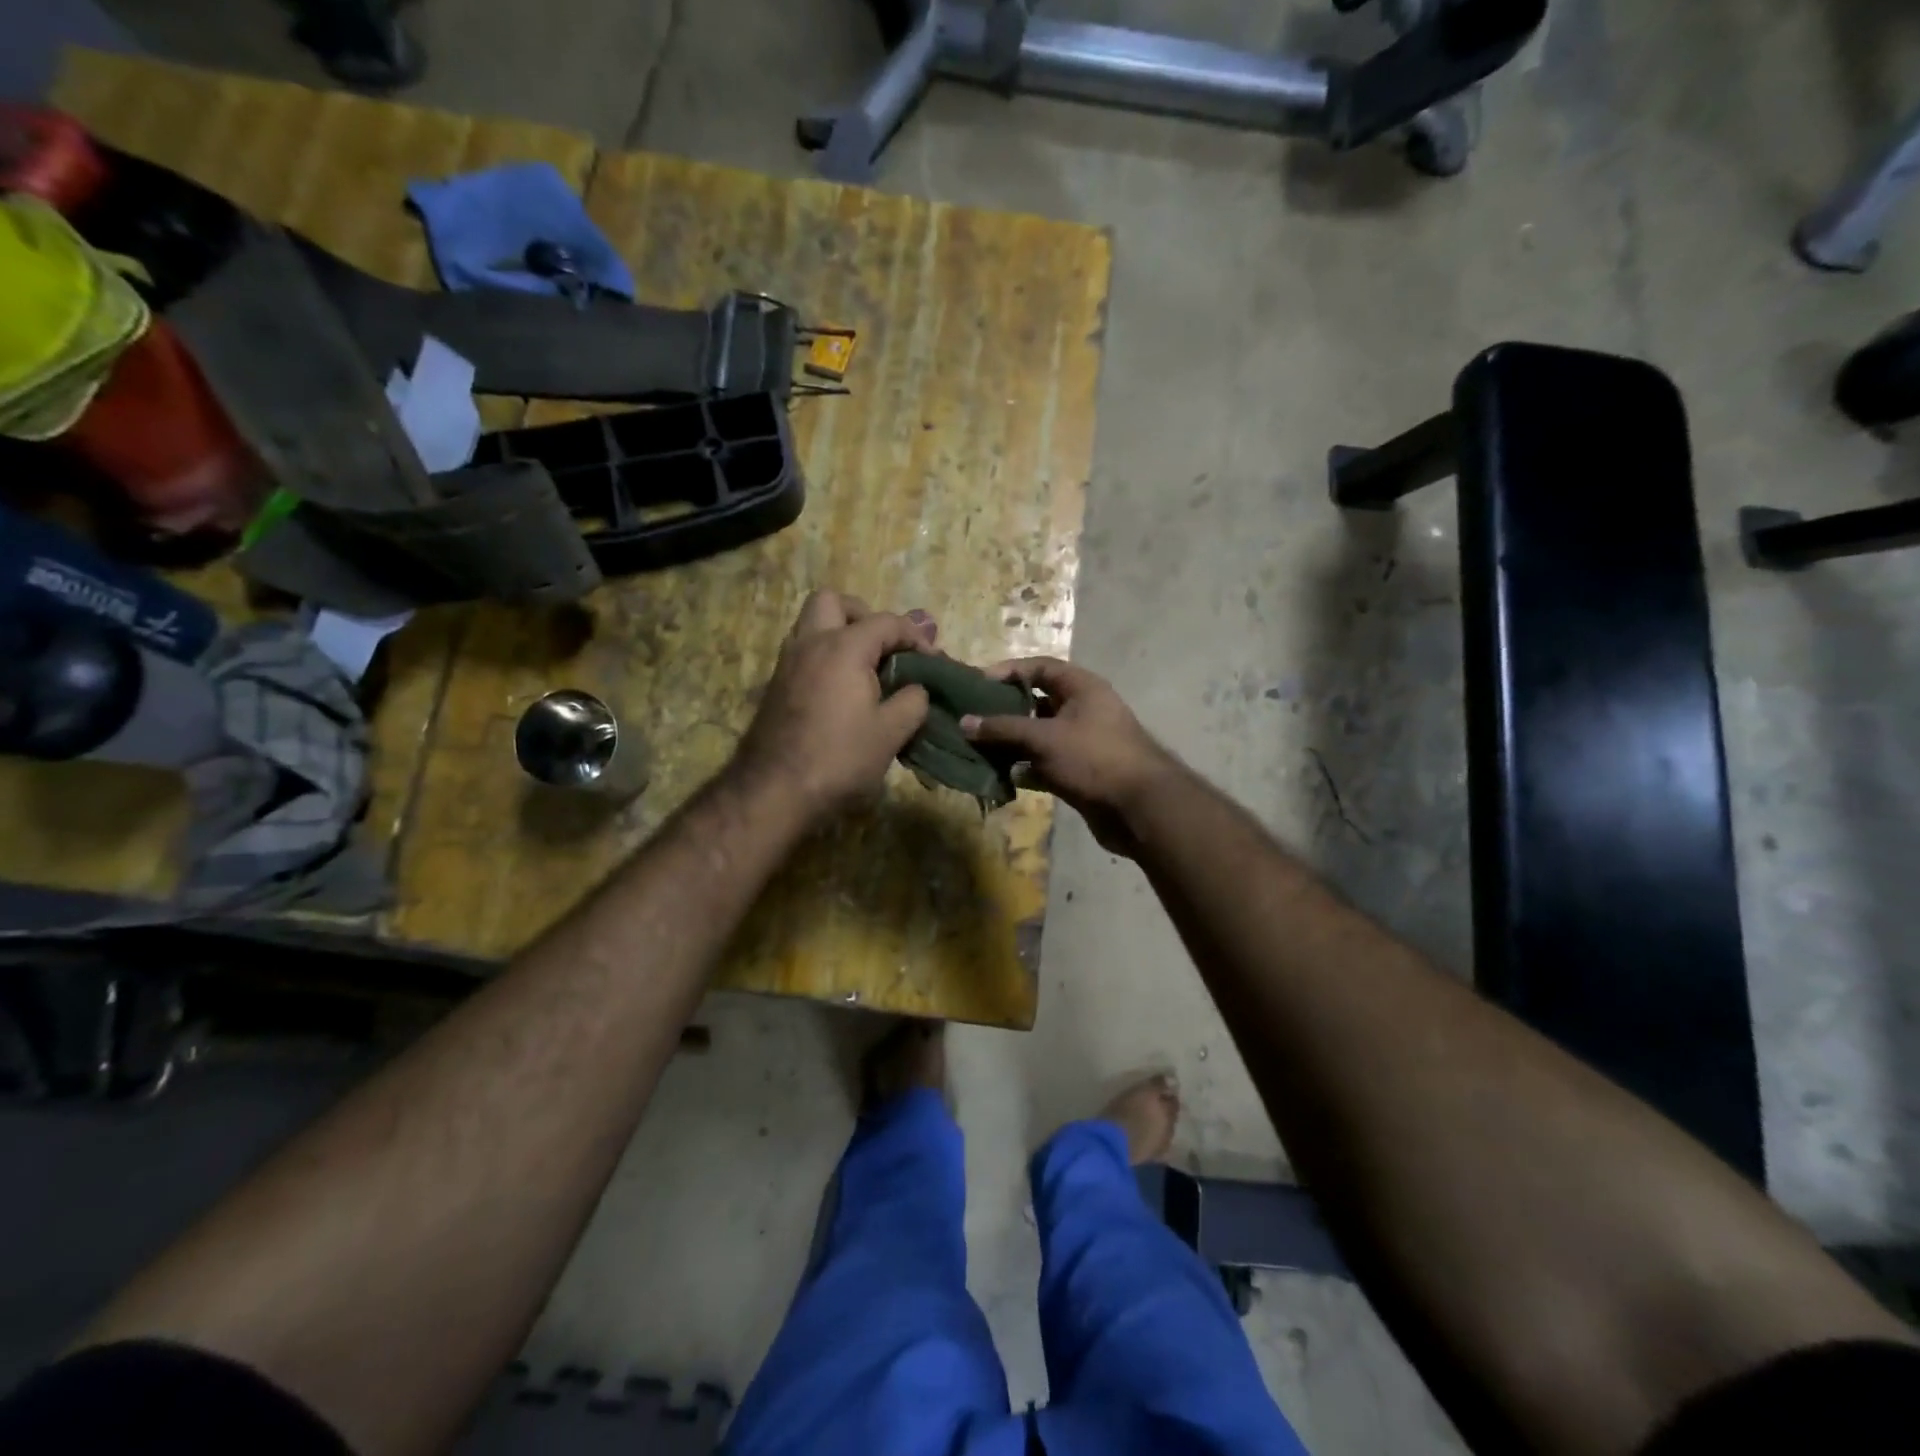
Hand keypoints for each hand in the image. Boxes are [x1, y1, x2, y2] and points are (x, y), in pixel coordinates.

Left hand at [732, 591, 932, 824]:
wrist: (775, 791)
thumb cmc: (839, 758)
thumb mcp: (891, 732)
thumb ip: (913, 701)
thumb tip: (916, 689)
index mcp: (843, 647)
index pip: (887, 622)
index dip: (915, 637)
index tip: (932, 660)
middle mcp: (810, 643)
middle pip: (833, 602)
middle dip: (863, 615)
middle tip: (883, 647)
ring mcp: (787, 663)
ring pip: (811, 625)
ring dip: (840, 634)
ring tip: (866, 668)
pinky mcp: (775, 686)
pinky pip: (803, 652)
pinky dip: (825, 657)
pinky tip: (843, 691)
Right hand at [960, 657, 1177, 855]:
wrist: (1139, 808)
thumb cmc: (1093, 758)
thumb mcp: (1044, 738)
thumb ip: (1003, 728)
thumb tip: (964, 723)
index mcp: (1081, 688)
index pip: (1040, 668)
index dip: (1008, 671)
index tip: (977, 684)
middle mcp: (1082, 710)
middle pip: (1035, 702)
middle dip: (1003, 710)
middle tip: (970, 718)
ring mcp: (1081, 742)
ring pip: (1037, 736)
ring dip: (1010, 742)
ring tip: (976, 747)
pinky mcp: (1079, 772)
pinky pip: (1043, 763)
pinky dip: (1024, 768)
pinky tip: (1000, 776)